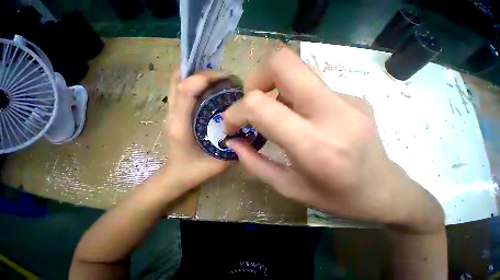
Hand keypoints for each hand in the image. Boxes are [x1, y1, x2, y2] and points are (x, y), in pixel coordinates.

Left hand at [165, 70, 230, 190]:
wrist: (175, 177)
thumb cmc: (194, 172)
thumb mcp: (219, 163)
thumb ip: (235, 149)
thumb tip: (250, 133)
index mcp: (181, 126)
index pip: (187, 90)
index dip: (206, 77)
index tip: (227, 77)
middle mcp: (172, 115)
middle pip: (178, 80)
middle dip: (202, 72)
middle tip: (223, 77)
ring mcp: (170, 113)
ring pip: (176, 82)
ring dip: (196, 75)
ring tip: (217, 80)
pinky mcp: (174, 114)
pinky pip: (179, 90)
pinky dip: (192, 83)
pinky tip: (209, 90)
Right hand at [224, 47, 443, 233]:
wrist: (385, 192)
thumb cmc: (335, 198)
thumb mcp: (287, 188)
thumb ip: (254, 163)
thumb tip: (232, 143)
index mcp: (314, 145)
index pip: (260, 106)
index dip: (237, 111)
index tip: (232, 124)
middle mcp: (333, 113)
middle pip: (283, 63)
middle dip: (256, 80)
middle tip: (252, 102)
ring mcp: (348, 99)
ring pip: (297, 69)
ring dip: (273, 86)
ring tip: (274, 112)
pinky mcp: (353, 95)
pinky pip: (310, 84)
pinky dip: (292, 96)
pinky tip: (297, 117)